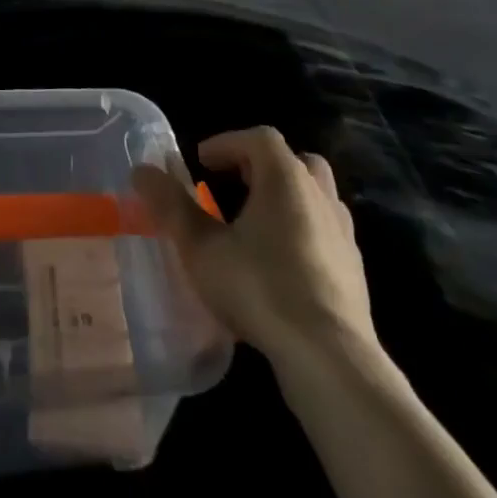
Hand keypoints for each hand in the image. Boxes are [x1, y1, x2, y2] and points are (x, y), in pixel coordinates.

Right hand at [133, 127, 379, 395]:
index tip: (201, 161)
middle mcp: (319, 194)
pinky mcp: (355, 269)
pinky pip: (326, 230)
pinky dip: (303, 229)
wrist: (330, 359)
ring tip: (256, 220)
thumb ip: (171, 206)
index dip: (227, 143)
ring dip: (285, 196)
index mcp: (284, 177)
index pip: (257, 138)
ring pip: (315, 194)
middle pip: (293, 160)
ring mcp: (342, 232)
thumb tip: (141, 170)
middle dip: (261, 164)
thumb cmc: (260, 289)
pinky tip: (282, 261)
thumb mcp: (202, 247)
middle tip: (232, 183)